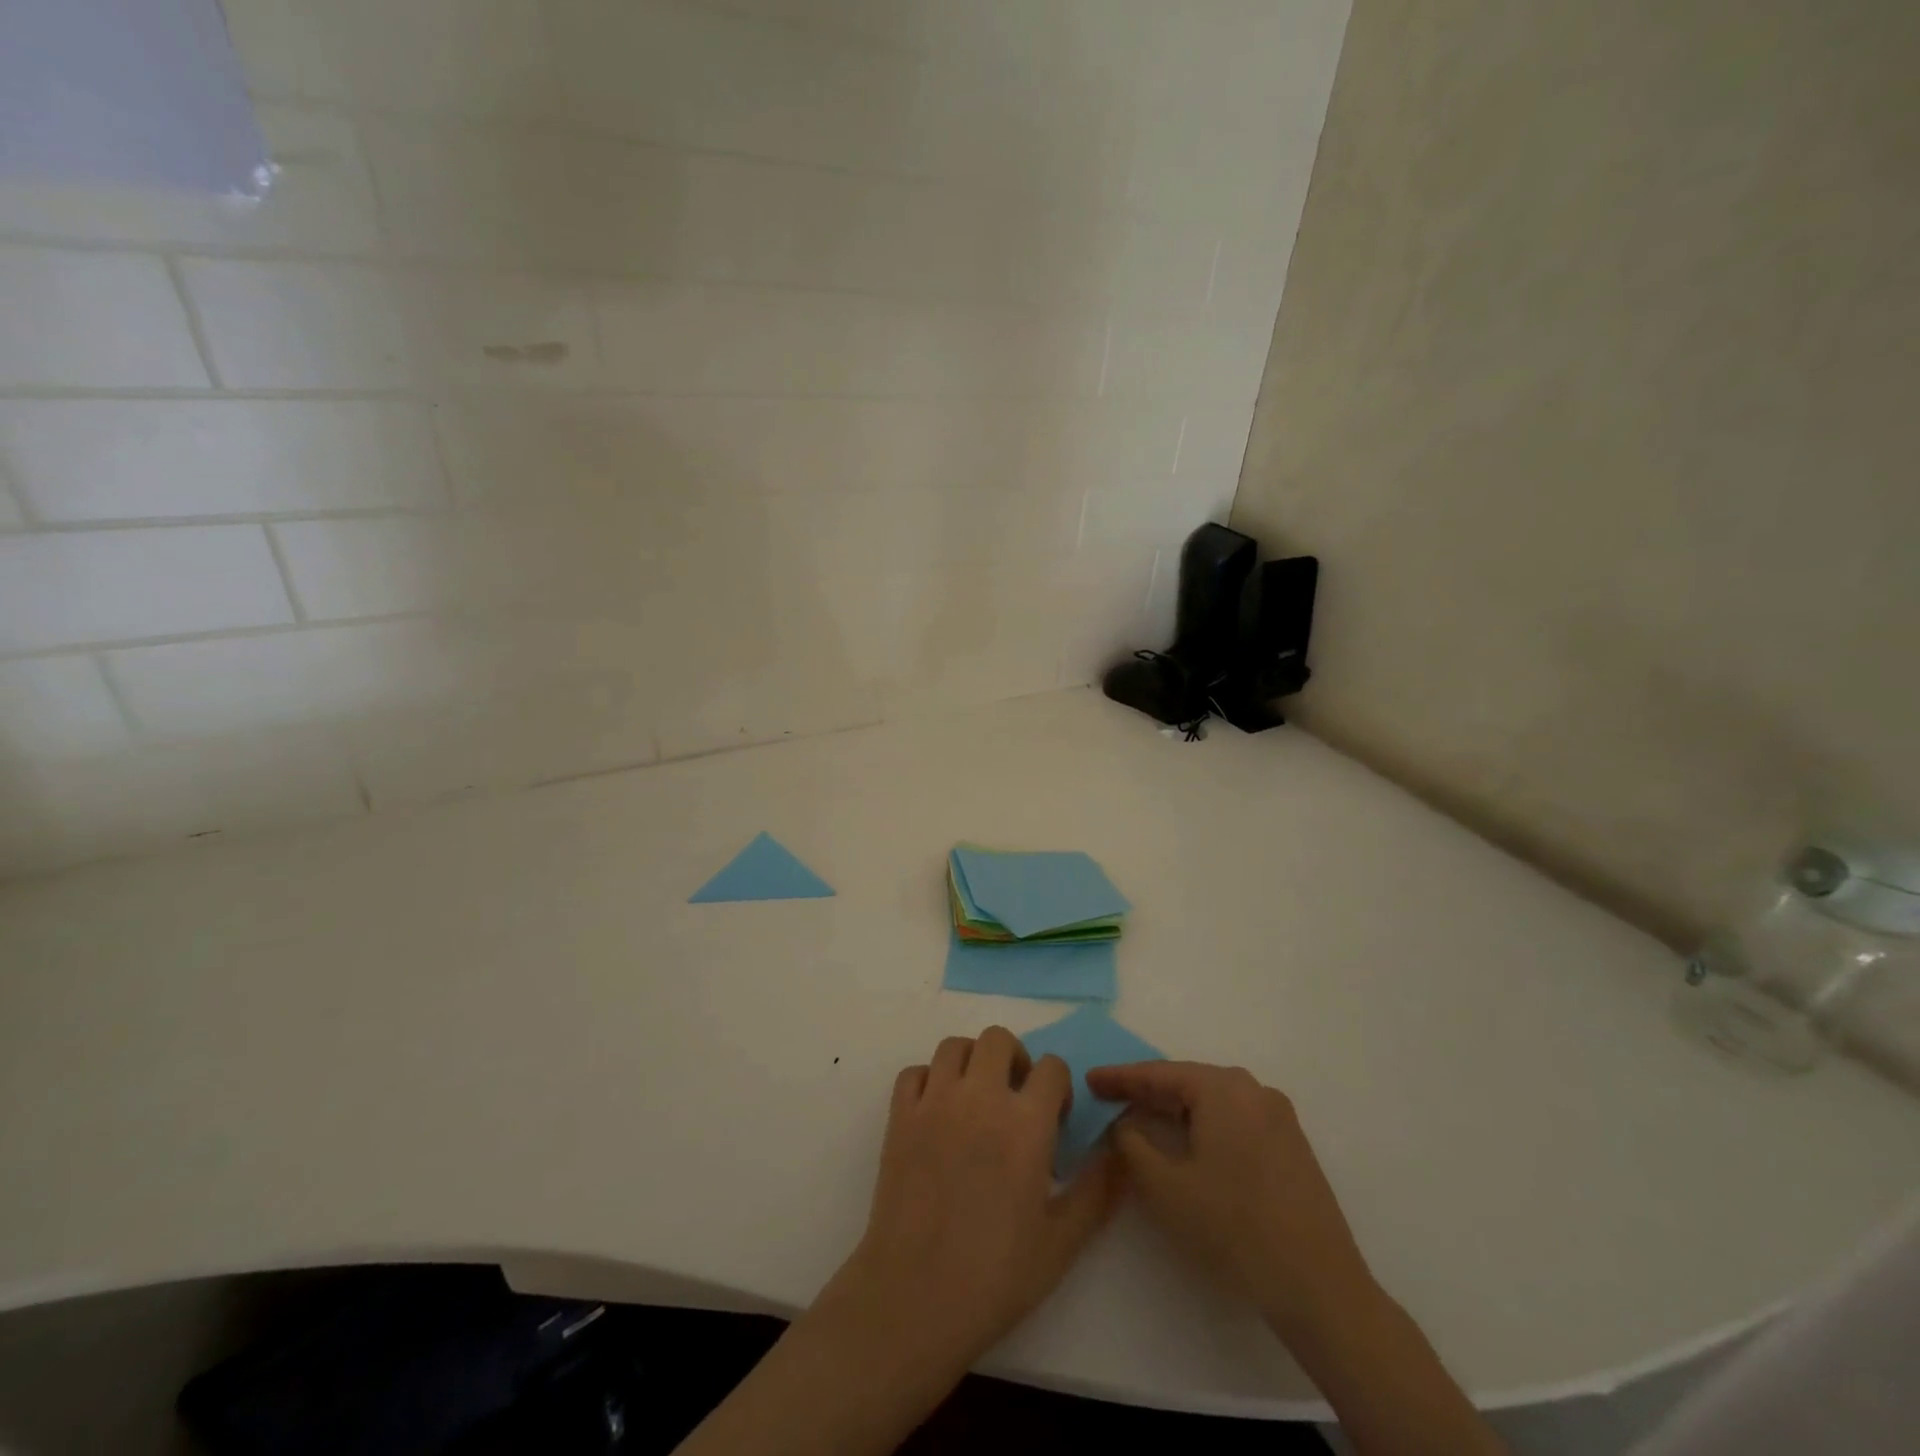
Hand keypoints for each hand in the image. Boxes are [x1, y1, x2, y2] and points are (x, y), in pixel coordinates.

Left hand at [815, 1027, 1122, 1378]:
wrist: (915, 1298)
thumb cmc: (995, 1275)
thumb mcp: (1062, 1242)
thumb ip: (1096, 1189)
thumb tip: (1119, 1149)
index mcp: (1025, 1123)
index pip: (1052, 1067)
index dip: (1059, 1087)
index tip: (1054, 1119)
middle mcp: (980, 1097)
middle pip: (998, 1039)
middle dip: (1014, 1059)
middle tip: (1015, 1098)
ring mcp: (934, 1102)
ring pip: (954, 1046)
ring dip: (971, 1061)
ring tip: (976, 1098)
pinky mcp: (900, 1116)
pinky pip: (914, 1072)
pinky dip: (928, 1080)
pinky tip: (937, 1112)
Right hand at [1084, 1060, 1373, 1342]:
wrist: (1320, 1288)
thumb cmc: (1234, 1228)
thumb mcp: (1166, 1187)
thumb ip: (1133, 1144)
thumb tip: (1124, 1123)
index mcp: (1223, 1089)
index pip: (1159, 1073)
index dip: (1120, 1077)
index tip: (1089, 1079)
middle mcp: (1253, 1090)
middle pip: (1188, 1082)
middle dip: (1147, 1092)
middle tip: (1110, 1098)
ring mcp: (1278, 1117)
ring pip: (1212, 1102)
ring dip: (1176, 1109)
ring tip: (1142, 1119)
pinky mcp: (1291, 1145)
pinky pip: (1235, 1120)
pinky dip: (1204, 1125)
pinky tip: (1188, 1144)